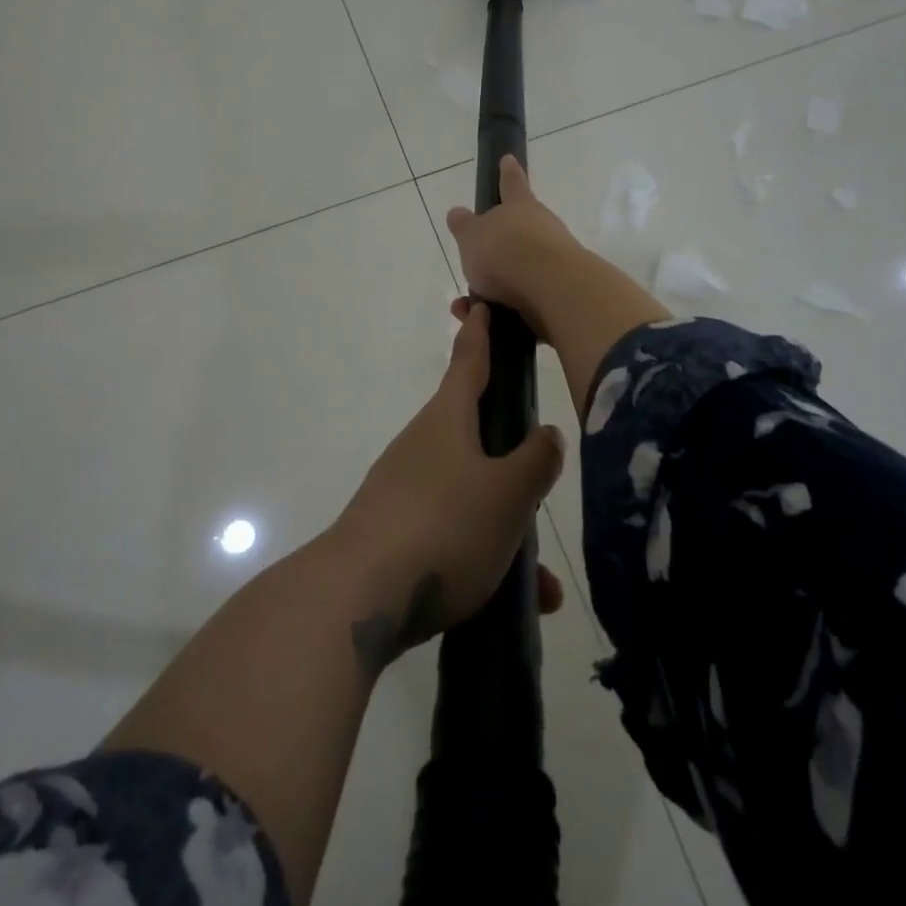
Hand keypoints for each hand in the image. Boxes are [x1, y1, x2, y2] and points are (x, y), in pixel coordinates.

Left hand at [331, 300, 564, 673]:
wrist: (358, 596)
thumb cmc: (443, 526)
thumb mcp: (507, 494)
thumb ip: (535, 461)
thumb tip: (548, 432)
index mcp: (447, 420)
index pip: (468, 363)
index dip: (479, 335)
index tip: (481, 305)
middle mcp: (423, 446)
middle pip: (473, 433)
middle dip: (510, 453)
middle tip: (541, 468)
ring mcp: (405, 489)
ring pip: (471, 495)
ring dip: (507, 526)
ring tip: (541, 577)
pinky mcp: (396, 532)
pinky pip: (453, 534)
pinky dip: (484, 556)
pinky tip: (513, 600)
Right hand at [444, 155, 578, 339]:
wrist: (552, 290)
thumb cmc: (506, 252)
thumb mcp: (472, 237)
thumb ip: (464, 226)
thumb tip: (457, 213)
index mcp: (520, 207)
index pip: (511, 183)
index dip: (507, 172)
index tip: (508, 159)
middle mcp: (542, 227)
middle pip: (518, 231)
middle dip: (498, 247)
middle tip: (476, 263)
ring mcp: (556, 258)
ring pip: (520, 268)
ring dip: (496, 286)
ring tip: (472, 306)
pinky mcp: (561, 290)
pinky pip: (526, 298)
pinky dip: (506, 308)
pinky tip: (488, 321)